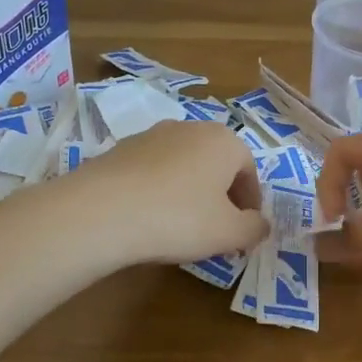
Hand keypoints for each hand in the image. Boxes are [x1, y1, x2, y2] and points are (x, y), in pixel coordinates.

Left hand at [70, 121, 266, 265]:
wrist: (101, 211)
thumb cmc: (179, 218)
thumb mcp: (229, 233)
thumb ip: (254, 228)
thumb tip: (260, 224)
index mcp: (224, 141)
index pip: (249, 170)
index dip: (251, 202)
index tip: (245, 229)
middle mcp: (191, 128)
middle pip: (217, 163)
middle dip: (221, 194)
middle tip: (217, 228)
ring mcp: (152, 135)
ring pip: (184, 164)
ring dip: (190, 190)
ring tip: (181, 224)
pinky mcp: (121, 148)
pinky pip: (153, 170)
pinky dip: (159, 189)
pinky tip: (149, 216)